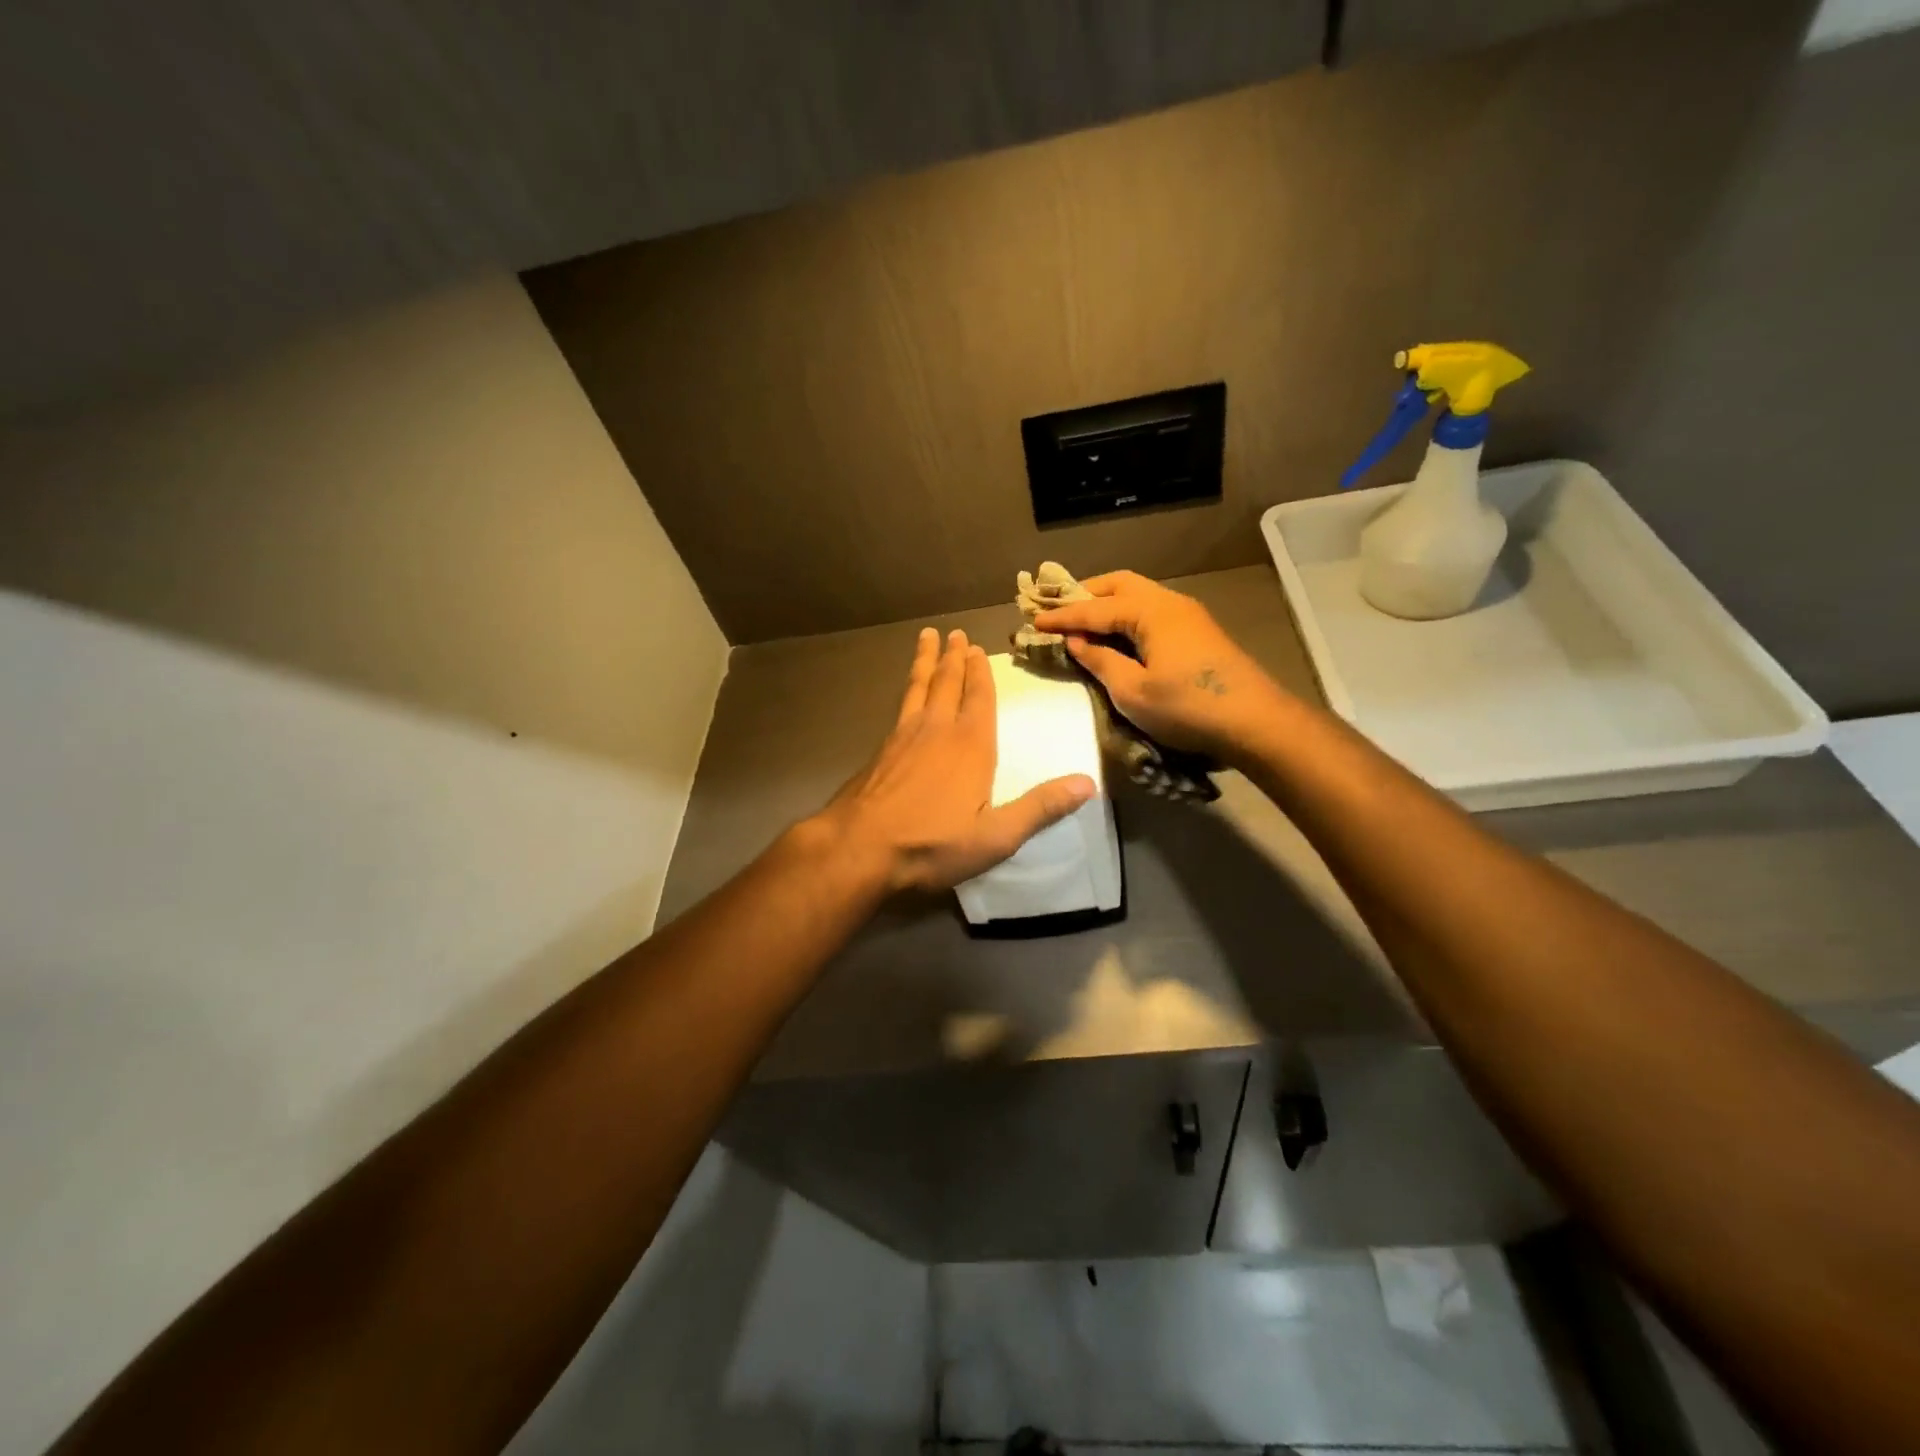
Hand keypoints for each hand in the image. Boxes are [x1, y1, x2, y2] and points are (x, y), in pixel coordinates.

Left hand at [812, 627, 1095, 892]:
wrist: (859, 848)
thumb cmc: (932, 844)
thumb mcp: (996, 836)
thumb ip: (1040, 808)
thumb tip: (1088, 783)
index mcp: (971, 746)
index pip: (979, 699)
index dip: (981, 673)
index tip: (979, 648)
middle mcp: (937, 730)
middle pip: (947, 684)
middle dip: (954, 658)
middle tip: (955, 633)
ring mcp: (903, 737)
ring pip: (918, 688)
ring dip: (926, 663)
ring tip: (927, 639)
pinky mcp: (881, 751)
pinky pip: (900, 706)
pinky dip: (907, 690)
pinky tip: (905, 695)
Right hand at [1033, 571, 1288, 762]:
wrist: (1255, 722)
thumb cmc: (1188, 707)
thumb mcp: (1133, 691)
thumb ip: (1100, 661)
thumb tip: (1077, 642)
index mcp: (1149, 611)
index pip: (1094, 608)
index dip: (1062, 616)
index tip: (1032, 620)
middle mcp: (1169, 602)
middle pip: (1119, 585)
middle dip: (1086, 595)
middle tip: (1059, 610)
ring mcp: (1188, 615)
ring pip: (1138, 596)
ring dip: (1108, 604)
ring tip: (1084, 622)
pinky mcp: (1198, 632)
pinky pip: (1152, 611)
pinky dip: (1127, 617)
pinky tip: (1118, 636)